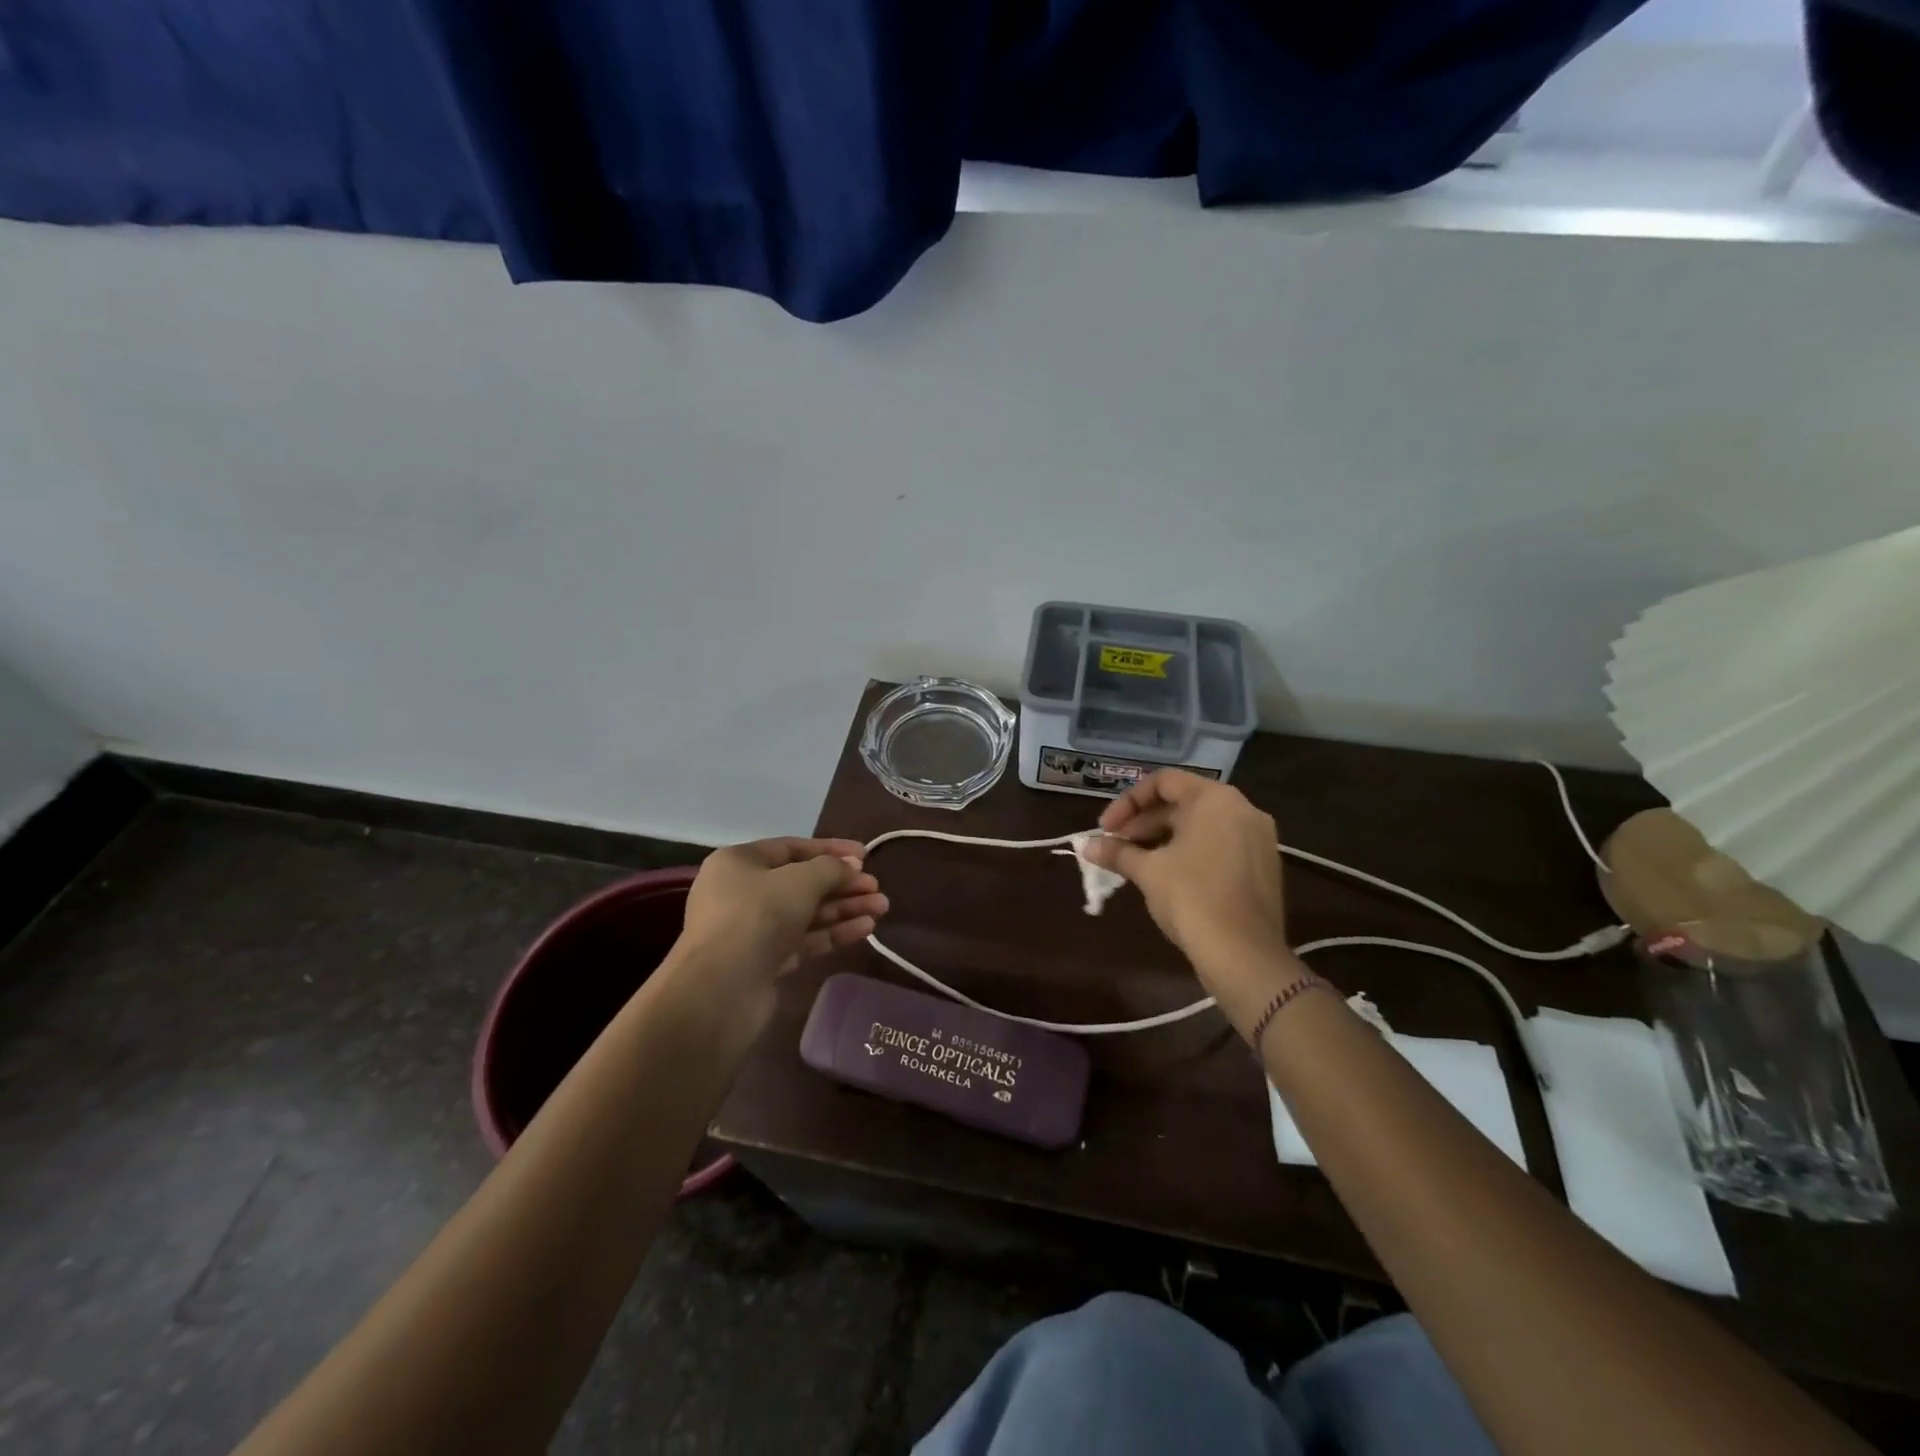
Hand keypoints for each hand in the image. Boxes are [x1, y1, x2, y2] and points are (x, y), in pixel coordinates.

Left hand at [678, 837, 889, 984]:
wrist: (720, 990)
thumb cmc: (757, 917)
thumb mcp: (800, 881)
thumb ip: (831, 868)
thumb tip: (851, 866)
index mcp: (739, 863)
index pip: (792, 848)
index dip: (831, 850)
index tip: (865, 855)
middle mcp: (742, 892)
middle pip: (802, 882)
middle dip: (842, 884)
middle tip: (876, 887)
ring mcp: (753, 930)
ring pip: (806, 912)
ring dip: (844, 908)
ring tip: (882, 907)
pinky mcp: (765, 962)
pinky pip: (804, 939)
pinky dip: (833, 932)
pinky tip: (866, 928)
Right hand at [1082, 771, 1293, 1001]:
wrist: (1244, 955)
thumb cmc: (1192, 898)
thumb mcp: (1147, 871)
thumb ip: (1117, 852)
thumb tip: (1087, 846)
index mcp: (1215, 799)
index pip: (1164, 782)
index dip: (1128, 802)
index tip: (1106, 828)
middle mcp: (1242, 809)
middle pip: (1183, 803)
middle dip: (1143, 822)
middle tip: (1115, 846)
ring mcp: (1258, 839)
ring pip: (1201, 826)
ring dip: (1163, 838)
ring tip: (1135, 862)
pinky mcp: (1263, 867)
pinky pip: (1219, 845)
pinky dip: (1189, 852)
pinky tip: (1166, 876)